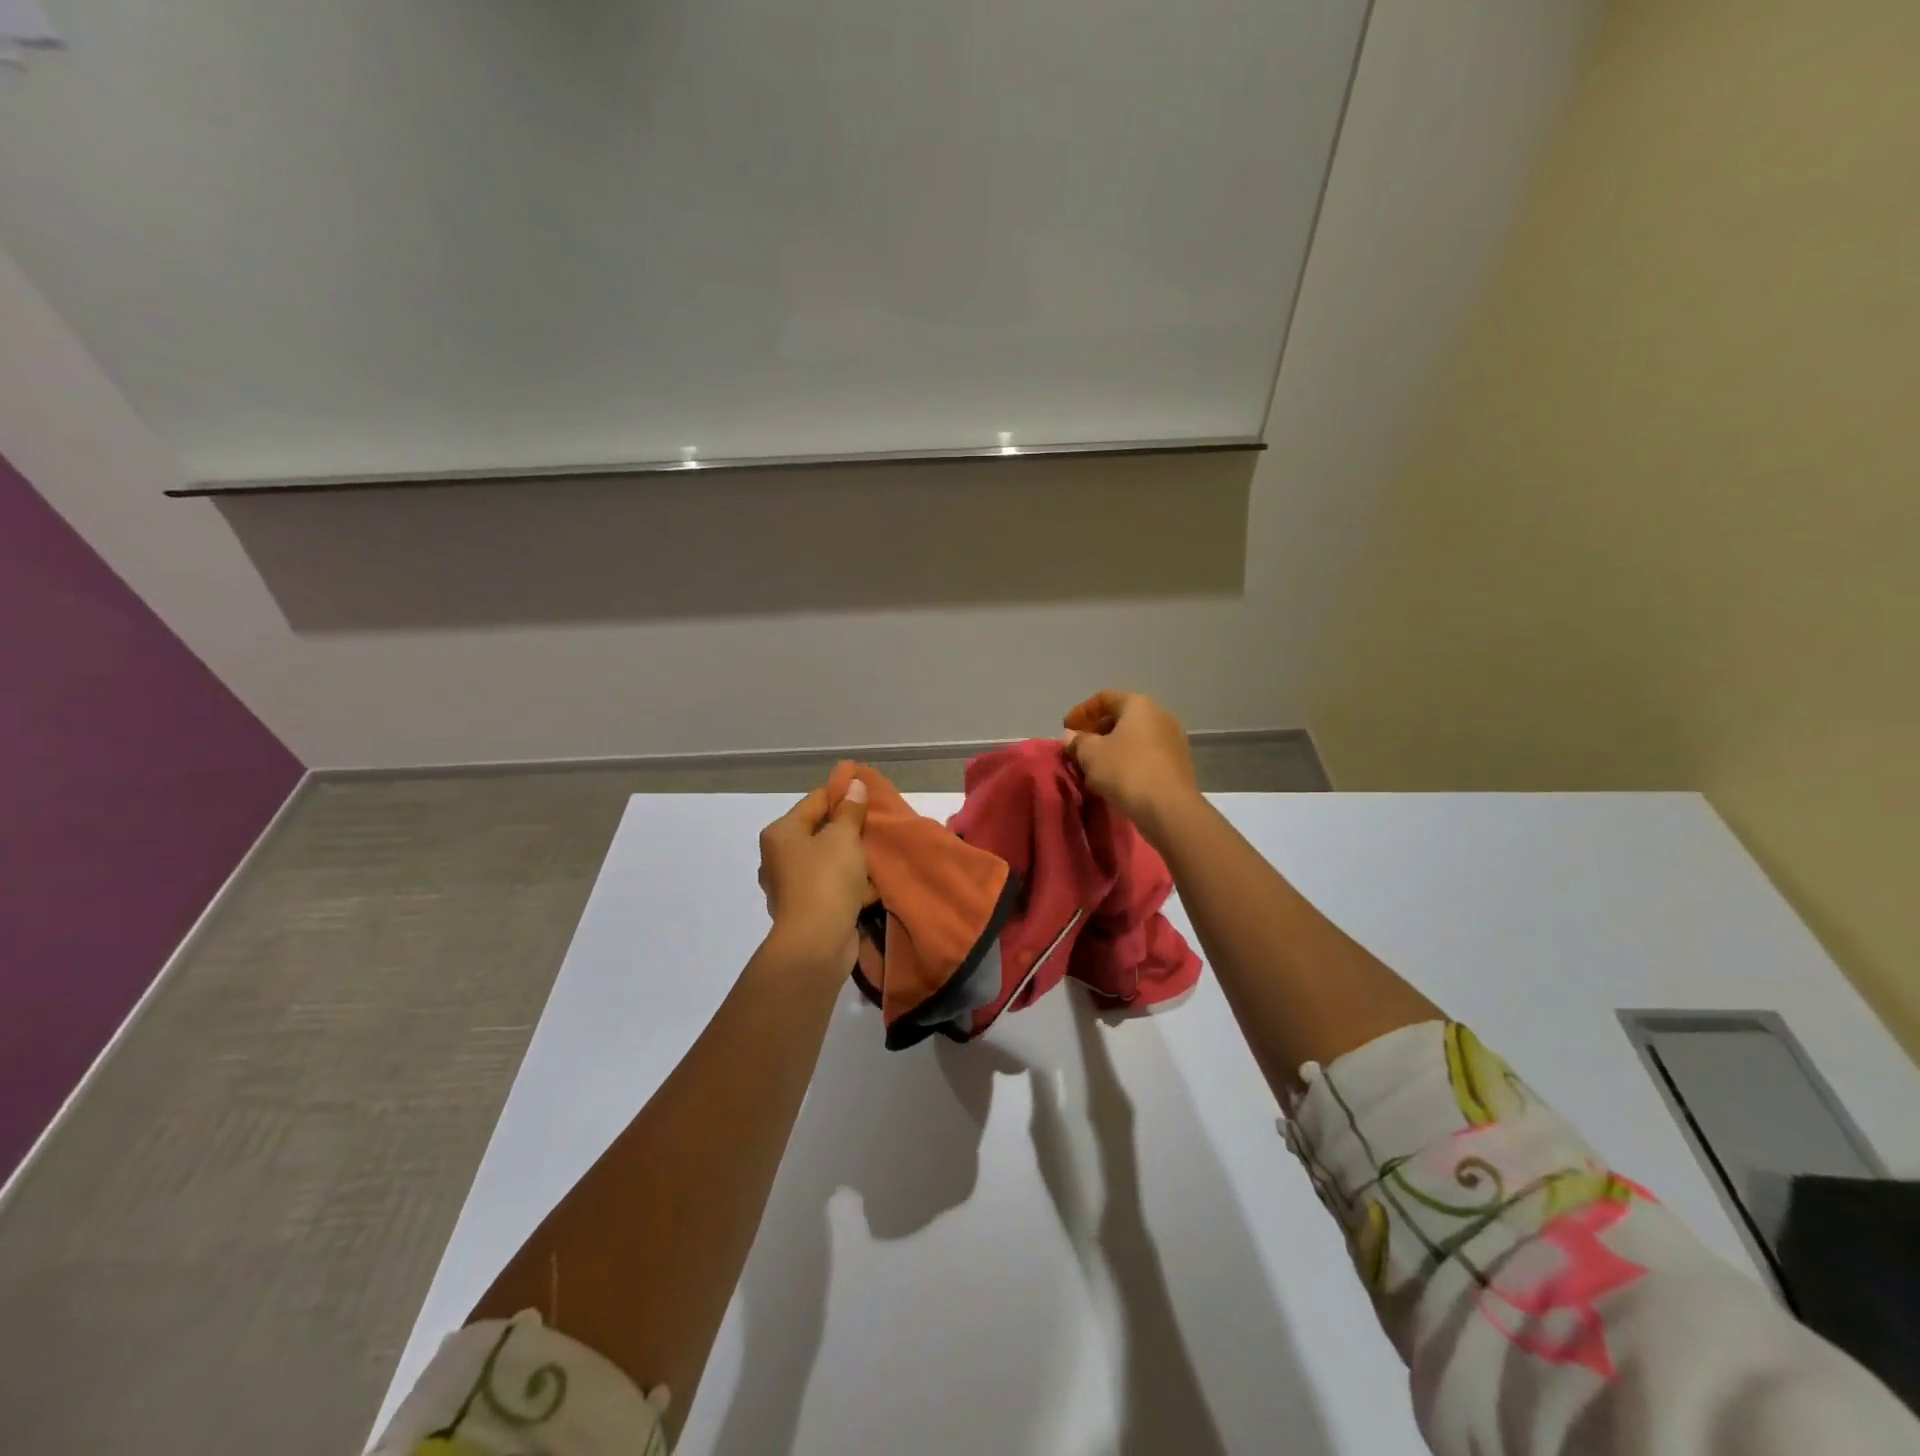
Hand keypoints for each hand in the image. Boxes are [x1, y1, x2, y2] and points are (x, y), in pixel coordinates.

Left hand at [757, 781, 872, 970]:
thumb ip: (850, 810)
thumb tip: (854, 784)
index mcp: (781, 833)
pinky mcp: (805, 910)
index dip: (842, 793)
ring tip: (877, 853)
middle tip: (876, 824)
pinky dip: (848, 884)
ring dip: (850, 858)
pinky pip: (830, 886)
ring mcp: (790, 886)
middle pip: (819, 831)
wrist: (816, 944)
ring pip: (826, 860)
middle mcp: (778, 857)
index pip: (815, 800)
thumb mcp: (843, 837)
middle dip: (848, 828)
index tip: (868, 792)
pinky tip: (870, 884)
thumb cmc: (826, 880)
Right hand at [1062, 691, 1199, 842]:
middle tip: (1078, 749)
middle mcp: (1160, 715)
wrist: (1169, 808)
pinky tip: (1114, 781)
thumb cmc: (1126, 771)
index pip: (1104, 698)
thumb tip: (1071, 736)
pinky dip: (1127, 762)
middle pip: (1121, 717)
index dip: (1081, 711)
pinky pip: (1146, 755)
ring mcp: (1173, 740)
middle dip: (1096, 732)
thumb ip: (1078, 741)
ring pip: (1134, 739)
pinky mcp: (1179, 764)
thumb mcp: (1091, 754)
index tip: (1066, 729)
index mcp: (1139, 705)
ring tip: (1093, 768)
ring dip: (1111, 750)